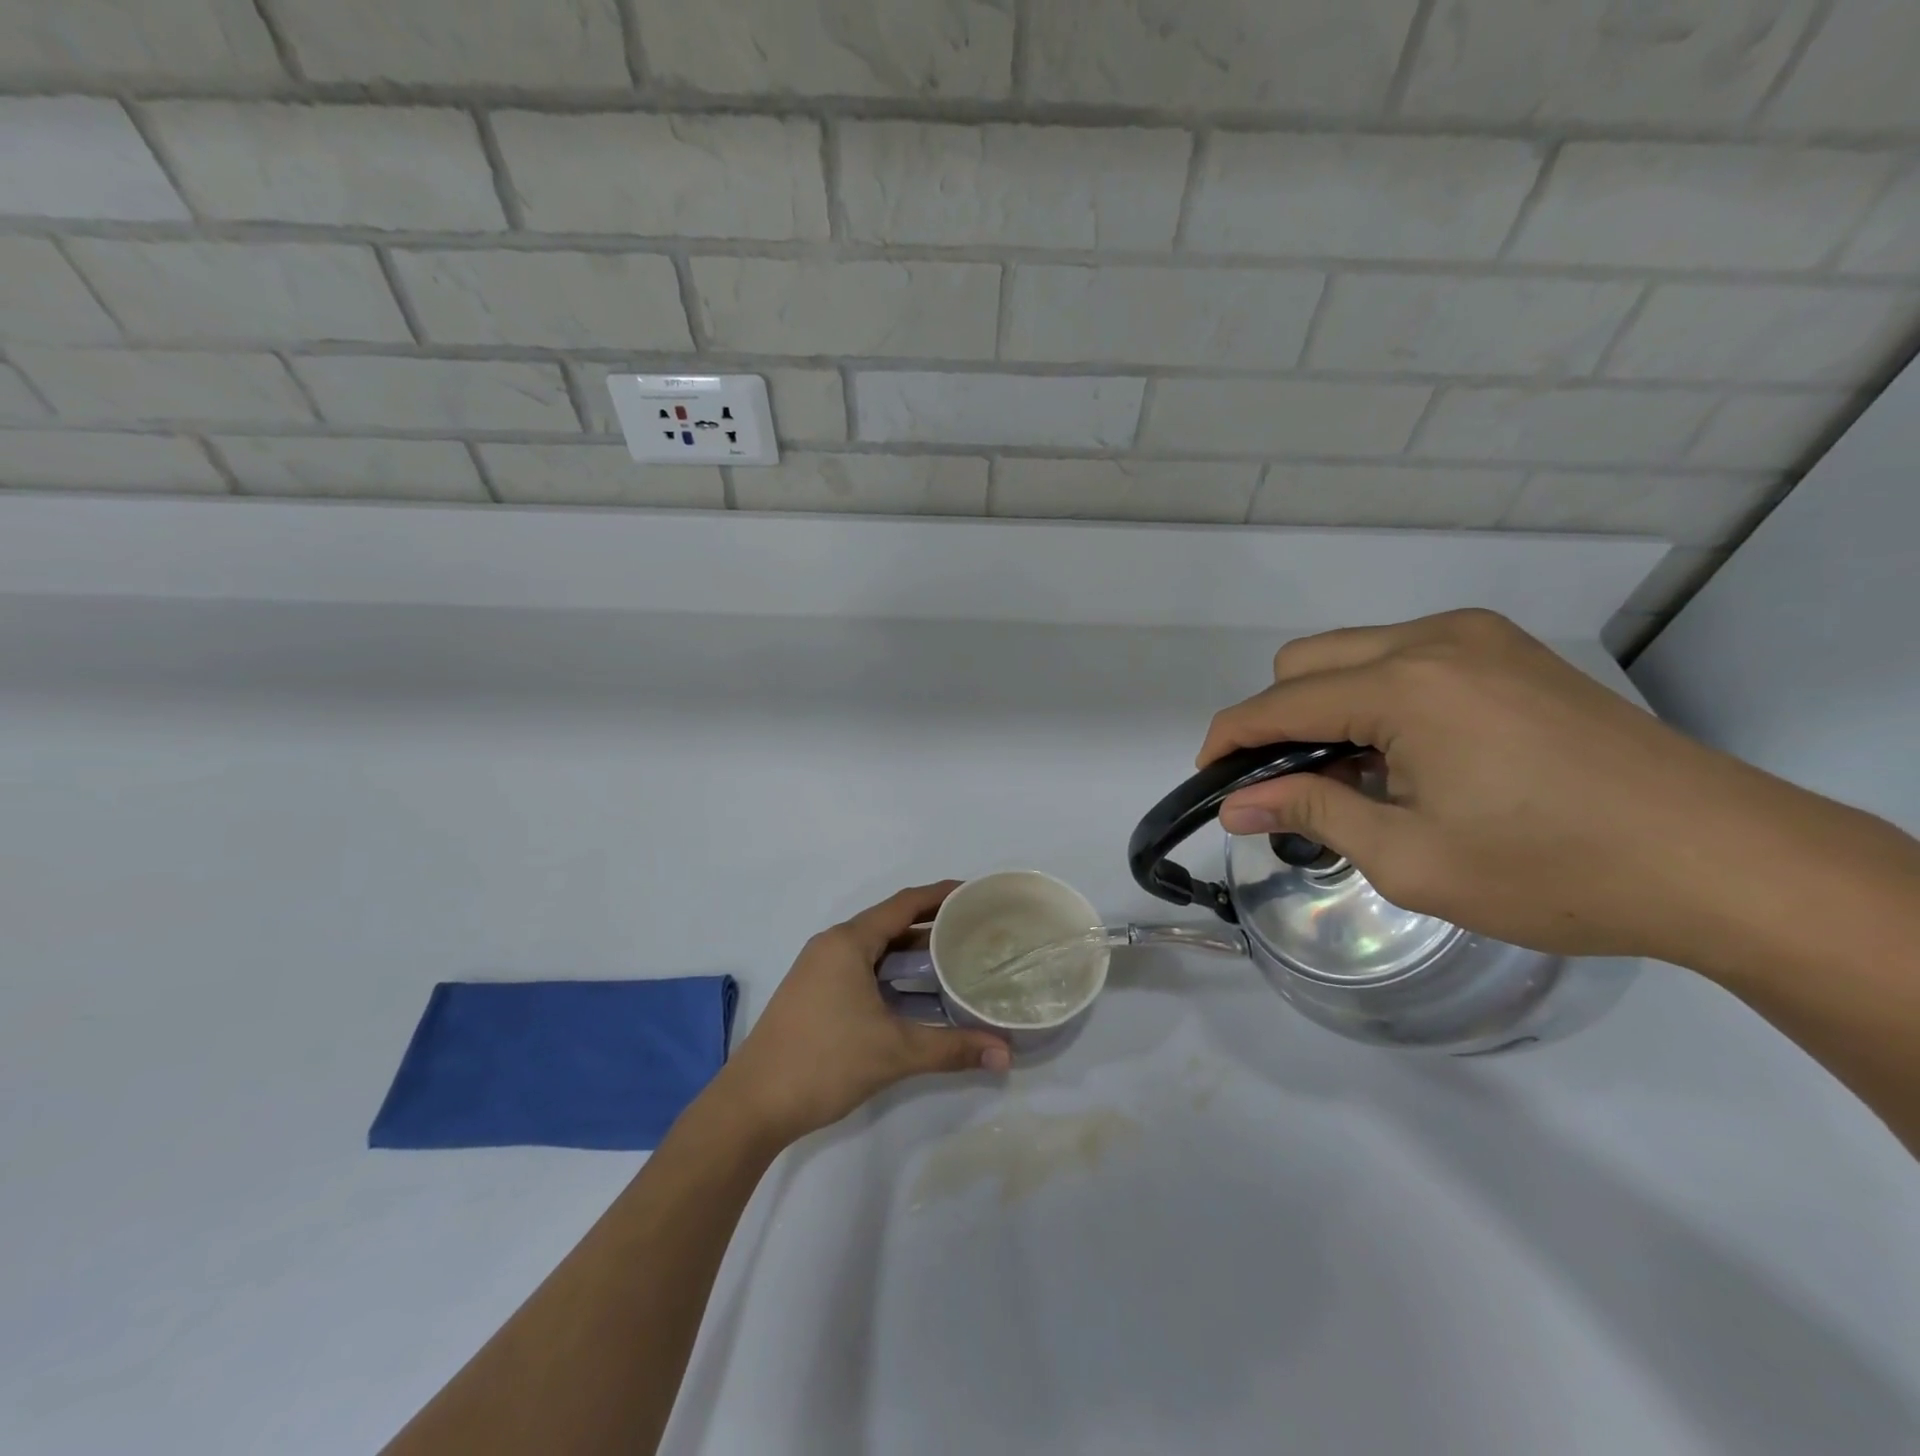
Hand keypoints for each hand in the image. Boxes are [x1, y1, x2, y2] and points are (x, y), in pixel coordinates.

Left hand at [714, 883, 1010, 1144]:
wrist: (752, 1105)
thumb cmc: (823, 1062)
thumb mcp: (894, 1052)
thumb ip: (952, 1048)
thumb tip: (1006, 1055)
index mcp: (848, 942)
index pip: (904, 904)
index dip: (941, 895)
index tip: (975, 892)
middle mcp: (833, 946)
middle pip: (891, 923)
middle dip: (932, 924)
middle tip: (975, 929)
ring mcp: (820, 970)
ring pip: (877, 950)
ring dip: (913, 952)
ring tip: (956, 958)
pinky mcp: (815, 994)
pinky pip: (864, 969)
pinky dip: (893, 973)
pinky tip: (919, 993)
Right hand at [1197, 609, 1801, 965]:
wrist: (1723, 861)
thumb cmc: (1553, 870)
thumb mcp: (1410, 858)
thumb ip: (1312, 815)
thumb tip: (1236, 805)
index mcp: (1405, 687)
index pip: (1278, 703)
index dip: (1229, 739)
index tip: (1208, 778)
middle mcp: (1433, 640)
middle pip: (1305, 660)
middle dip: (1275, 719)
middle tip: (1288, 786)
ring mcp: (1479, 638)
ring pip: (1353, 653)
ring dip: (1327, 706)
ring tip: (1353, 777)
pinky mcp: (1510, 651)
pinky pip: (1405, 657)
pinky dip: (1377, 697)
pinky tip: (1407, 754)